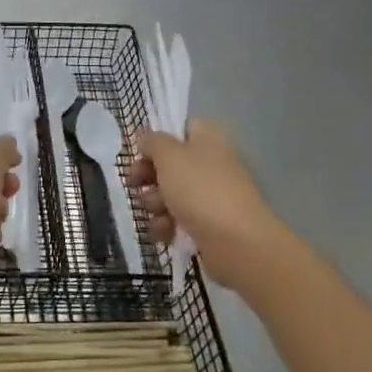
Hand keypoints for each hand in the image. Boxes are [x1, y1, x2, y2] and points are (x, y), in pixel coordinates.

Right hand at [131, 119, 284, 279]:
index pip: (182, 128)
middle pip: (170, 163)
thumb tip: (146, 138)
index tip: (140, 152)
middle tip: (134, 184)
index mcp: (208, 140)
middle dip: (148, 175)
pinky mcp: (208, 225)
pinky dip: (166, 225)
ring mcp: (210, 196)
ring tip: (156, 213)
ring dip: (154, 203)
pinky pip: (178, 219)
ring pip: (170, 193)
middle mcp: (211, 164)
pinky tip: (164, 233)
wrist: (237, 243)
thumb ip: (153, 141)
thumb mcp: (169, 156)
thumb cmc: (200, 190)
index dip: (158, 139)